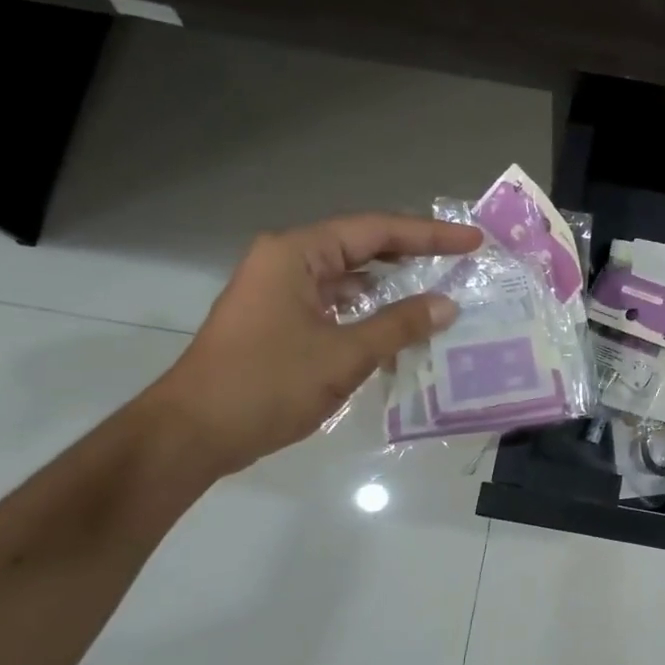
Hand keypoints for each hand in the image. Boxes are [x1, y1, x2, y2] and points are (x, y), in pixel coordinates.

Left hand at [144, 214, 481, 474]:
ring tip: (440, 293)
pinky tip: (400, 330)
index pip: (376, 230)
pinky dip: (368, 313)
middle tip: (462, 262)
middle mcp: (287, 261)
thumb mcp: (343, 355)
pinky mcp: (280, 320)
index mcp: (297, 254)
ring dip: (392, 288)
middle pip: (362, 247)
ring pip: (349, 278)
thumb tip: (447, 306)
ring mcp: (280, 291)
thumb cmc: (266, 385)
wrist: (192, 434)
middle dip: (413, 255)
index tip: (472, 242)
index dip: (429, 236)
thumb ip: (399, 326)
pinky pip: (335, 305)